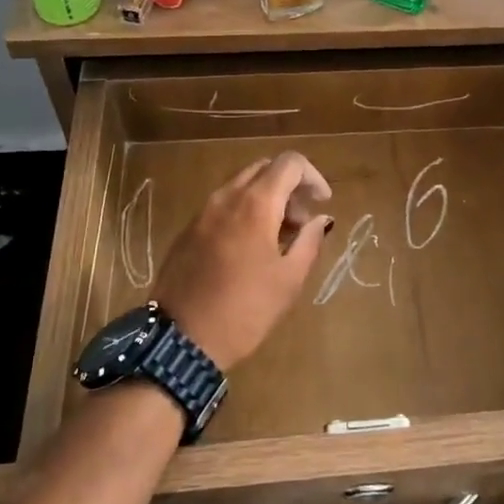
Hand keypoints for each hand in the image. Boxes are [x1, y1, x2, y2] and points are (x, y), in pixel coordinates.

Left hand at [151, 153, 333, 369]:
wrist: (181, 340)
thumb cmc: (245, 310)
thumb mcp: (289, 279)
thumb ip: (309, 241)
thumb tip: (320, 219)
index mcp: (255, 203)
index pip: (289, 163)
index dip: (312, 176)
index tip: (322, 203)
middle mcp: (226, 197)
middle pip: (264, 169)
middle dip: (289, 186)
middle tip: (302, 220)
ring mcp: (203, 212)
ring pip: (241, 186)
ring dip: (267, 198)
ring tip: (280, 236)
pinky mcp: (188, 230)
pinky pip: (223, 205)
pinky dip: (244, 211)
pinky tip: (250, 248)